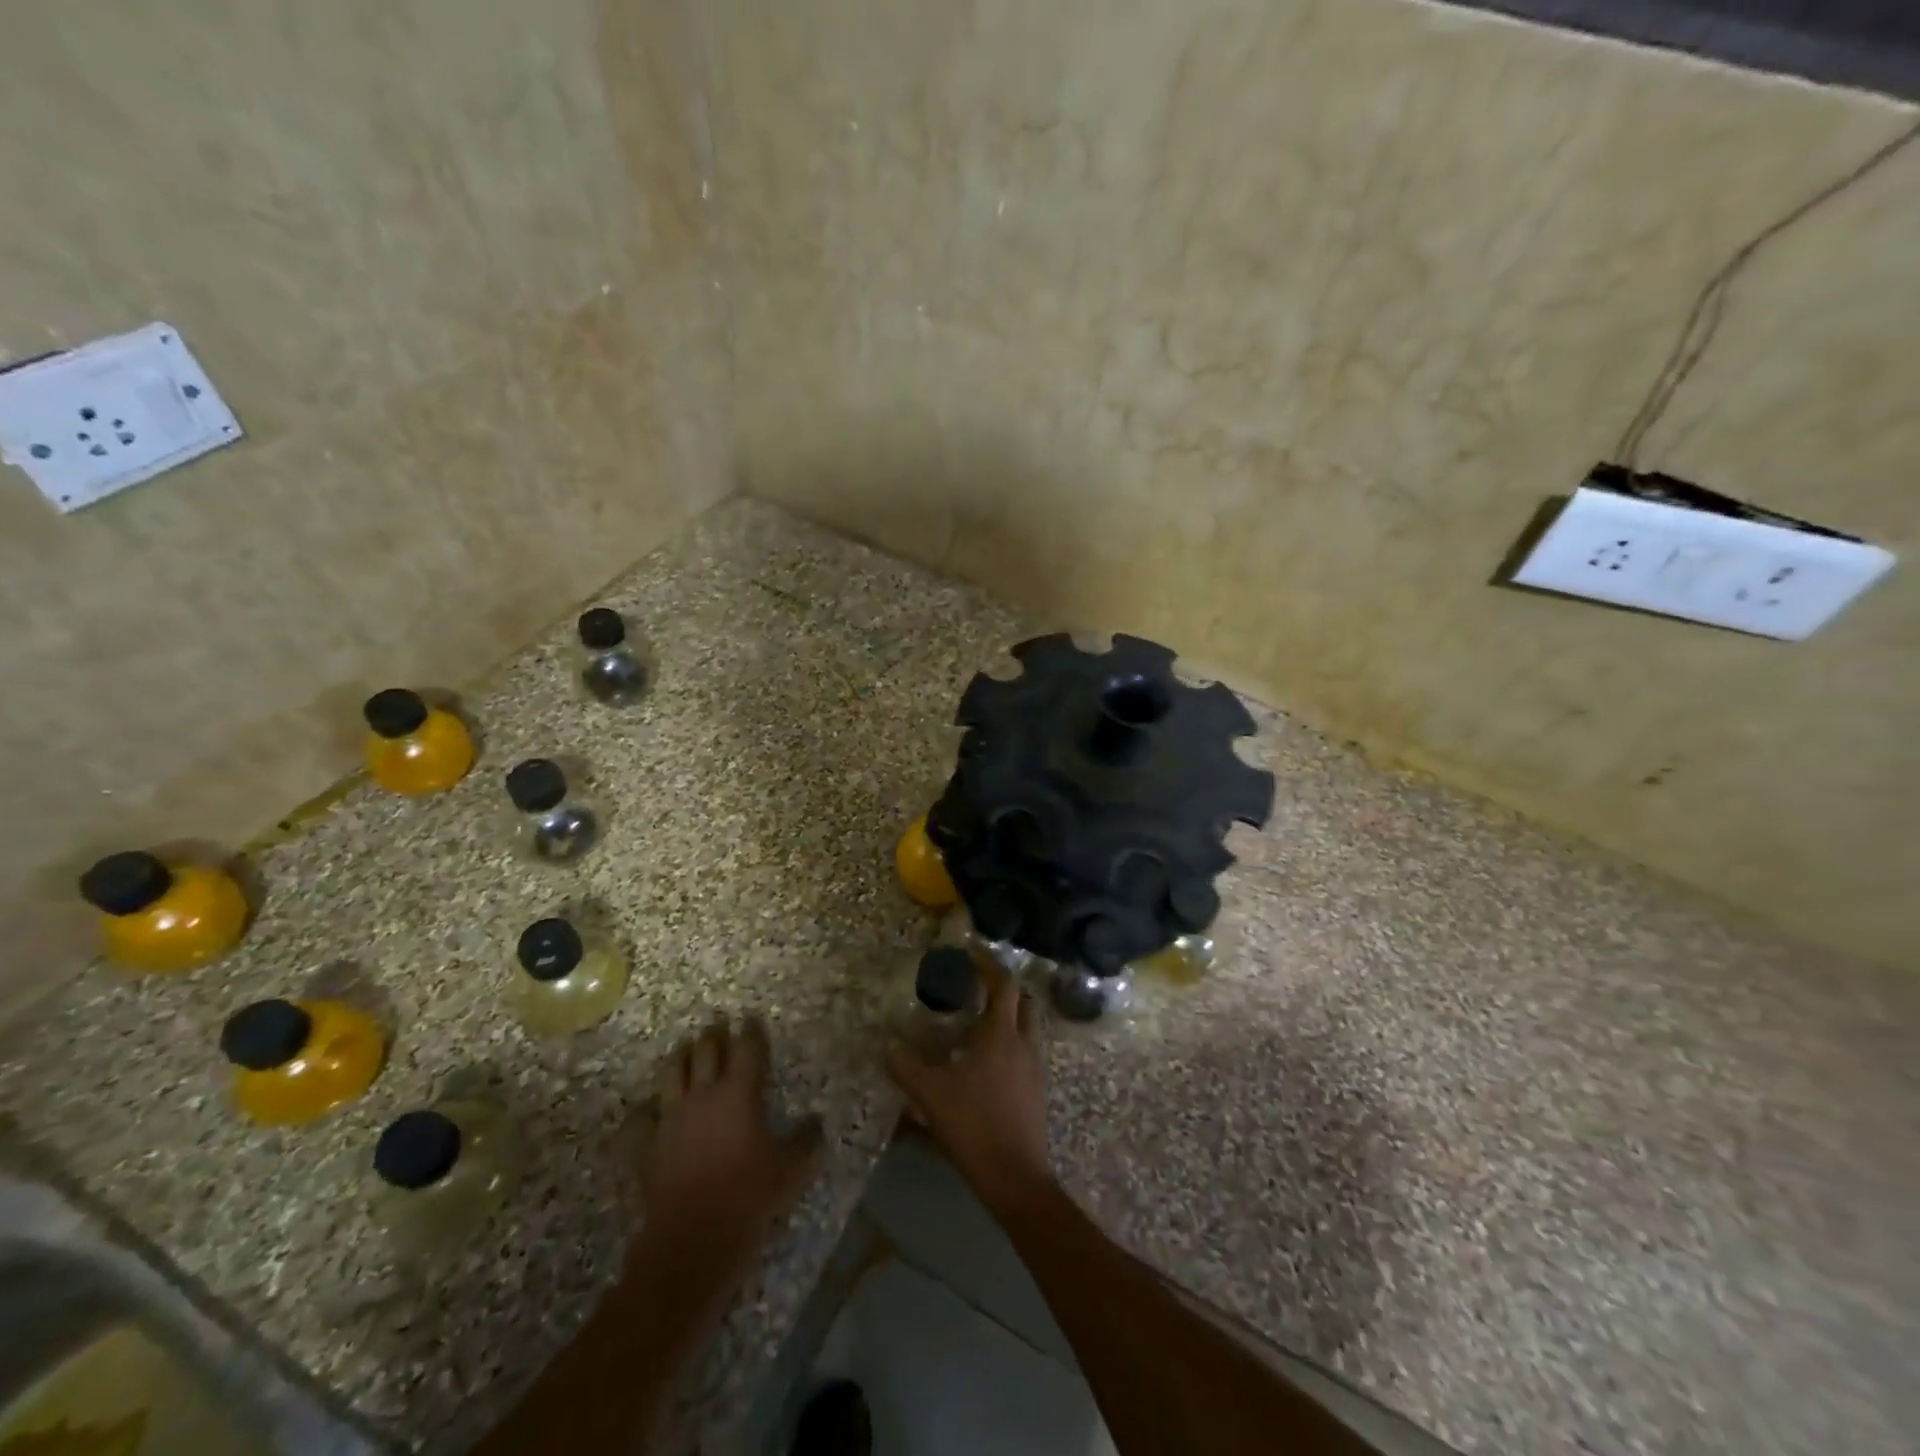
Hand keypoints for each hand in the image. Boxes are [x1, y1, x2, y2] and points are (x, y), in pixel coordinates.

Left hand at [634, 1018, 823, 1287]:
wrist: (690, 1240)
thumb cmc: (747, 1198)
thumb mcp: (790, 1172)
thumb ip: (806, 1143)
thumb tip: (819, 1123)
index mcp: (739, 1094)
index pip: (746, 1049)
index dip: (751, 1031)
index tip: (752, 1018)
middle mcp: (703, 1095)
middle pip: (705, 1050)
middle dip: (713, 1034)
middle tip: (718, 1023)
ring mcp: (671, 1117)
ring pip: (672, 1072)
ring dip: (680, 1057)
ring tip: (685, 1049)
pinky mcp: (648, 1144)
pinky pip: (643, 1117)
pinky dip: (647, 1109)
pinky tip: (649, 1110)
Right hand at [886, 960, 1055, 1214]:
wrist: (1016, 1177)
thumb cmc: (975, 1125)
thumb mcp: (931, 1095)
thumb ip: (906, 1067)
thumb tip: (887, 1044)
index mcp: (1001, 1035)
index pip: (1003, 985)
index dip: (988, 964)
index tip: (970, 952)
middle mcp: (1024, 1043)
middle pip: (1022, 1001)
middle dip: (1002, 988)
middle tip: (976, 986)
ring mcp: (1034, 1068)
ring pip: (1026, 1027)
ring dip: (1007, 1016)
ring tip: (977, 1023)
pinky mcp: (1036, 1090)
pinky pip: (1025, 1051)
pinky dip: (1009, 1043)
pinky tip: (985, 1061)